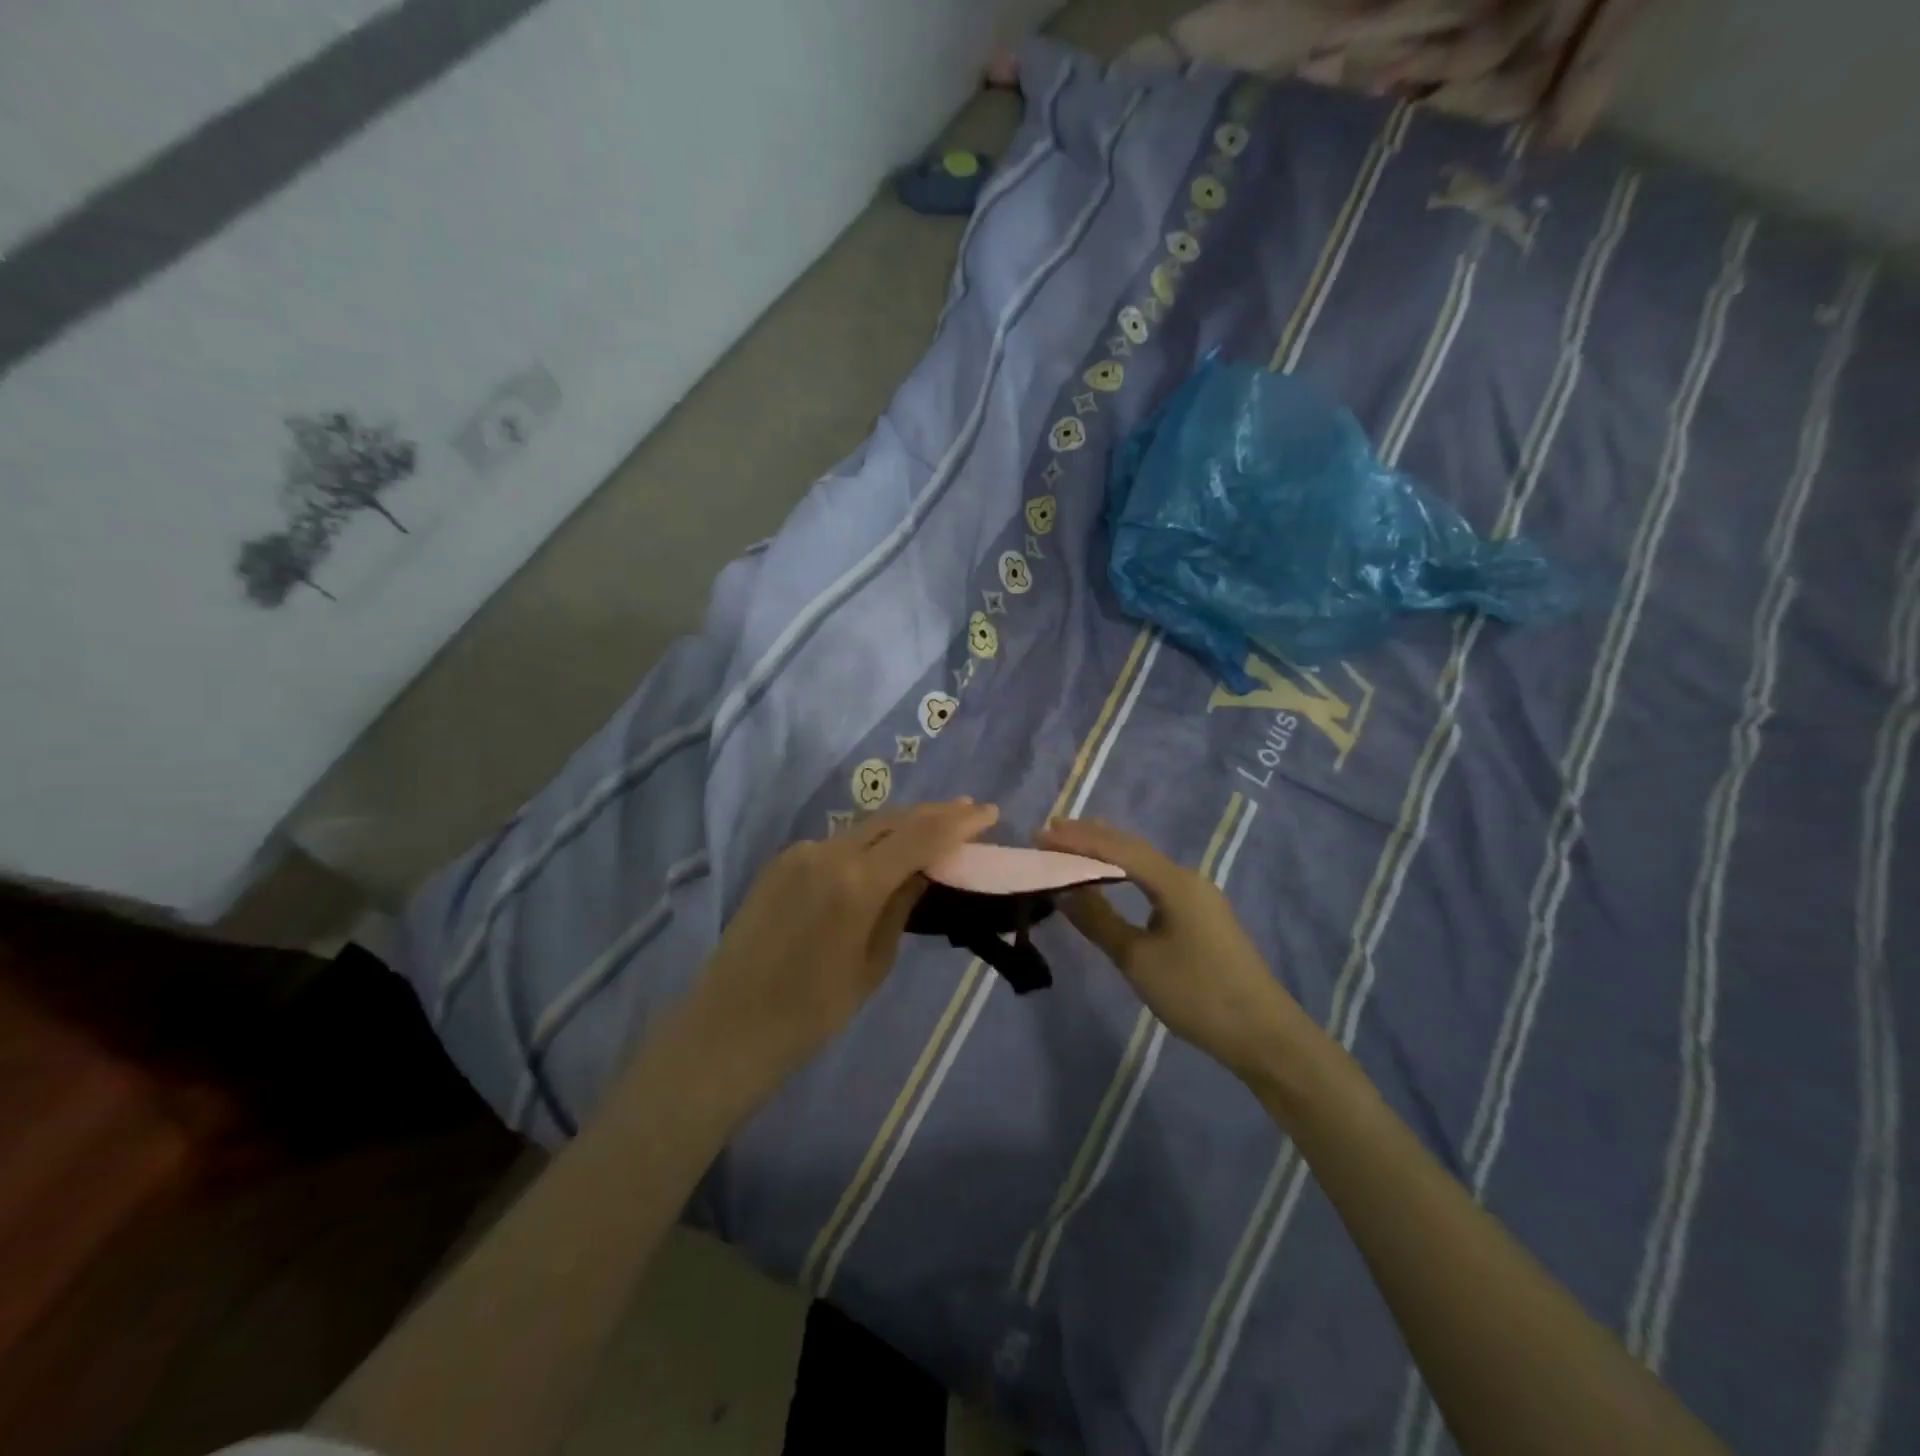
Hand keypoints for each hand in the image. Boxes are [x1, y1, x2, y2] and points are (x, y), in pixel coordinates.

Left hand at [683, 800, 999, 1085]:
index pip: (920, 836)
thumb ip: (900, 907)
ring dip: (901, 825)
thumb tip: (923, 871)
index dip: (958, 822)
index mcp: (855, 882)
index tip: (989, 813)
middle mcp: (826, 853)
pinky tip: (885, 850)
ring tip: (934, 826)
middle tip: (969, 811)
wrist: (728, 1027)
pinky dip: (868, 842)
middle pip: (892, 820)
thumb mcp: (872, 964)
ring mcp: (798, 854)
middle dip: (934, 813)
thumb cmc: (811, 1012)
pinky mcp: (780, 863)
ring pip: (863, 828)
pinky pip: (836, 843)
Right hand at [1036, 818, 1307, 1081]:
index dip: (1077, 839)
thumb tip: (1062, 891)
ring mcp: (1197, 896)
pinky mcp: (1200, 915)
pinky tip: (1110, 880)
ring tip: (1070, 849)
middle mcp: (1186, 878)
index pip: (1117, 848)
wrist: (1263, 1034)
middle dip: (1090, 837)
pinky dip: (1124, 873)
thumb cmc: (1197, 994)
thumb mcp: (1138, 959)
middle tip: (1049, 834)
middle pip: (1132, 847)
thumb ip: (1098, 921)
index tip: (1040, 834)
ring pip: (1144, 863)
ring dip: (1107, 853)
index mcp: (1174, 882)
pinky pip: (1153, 880)